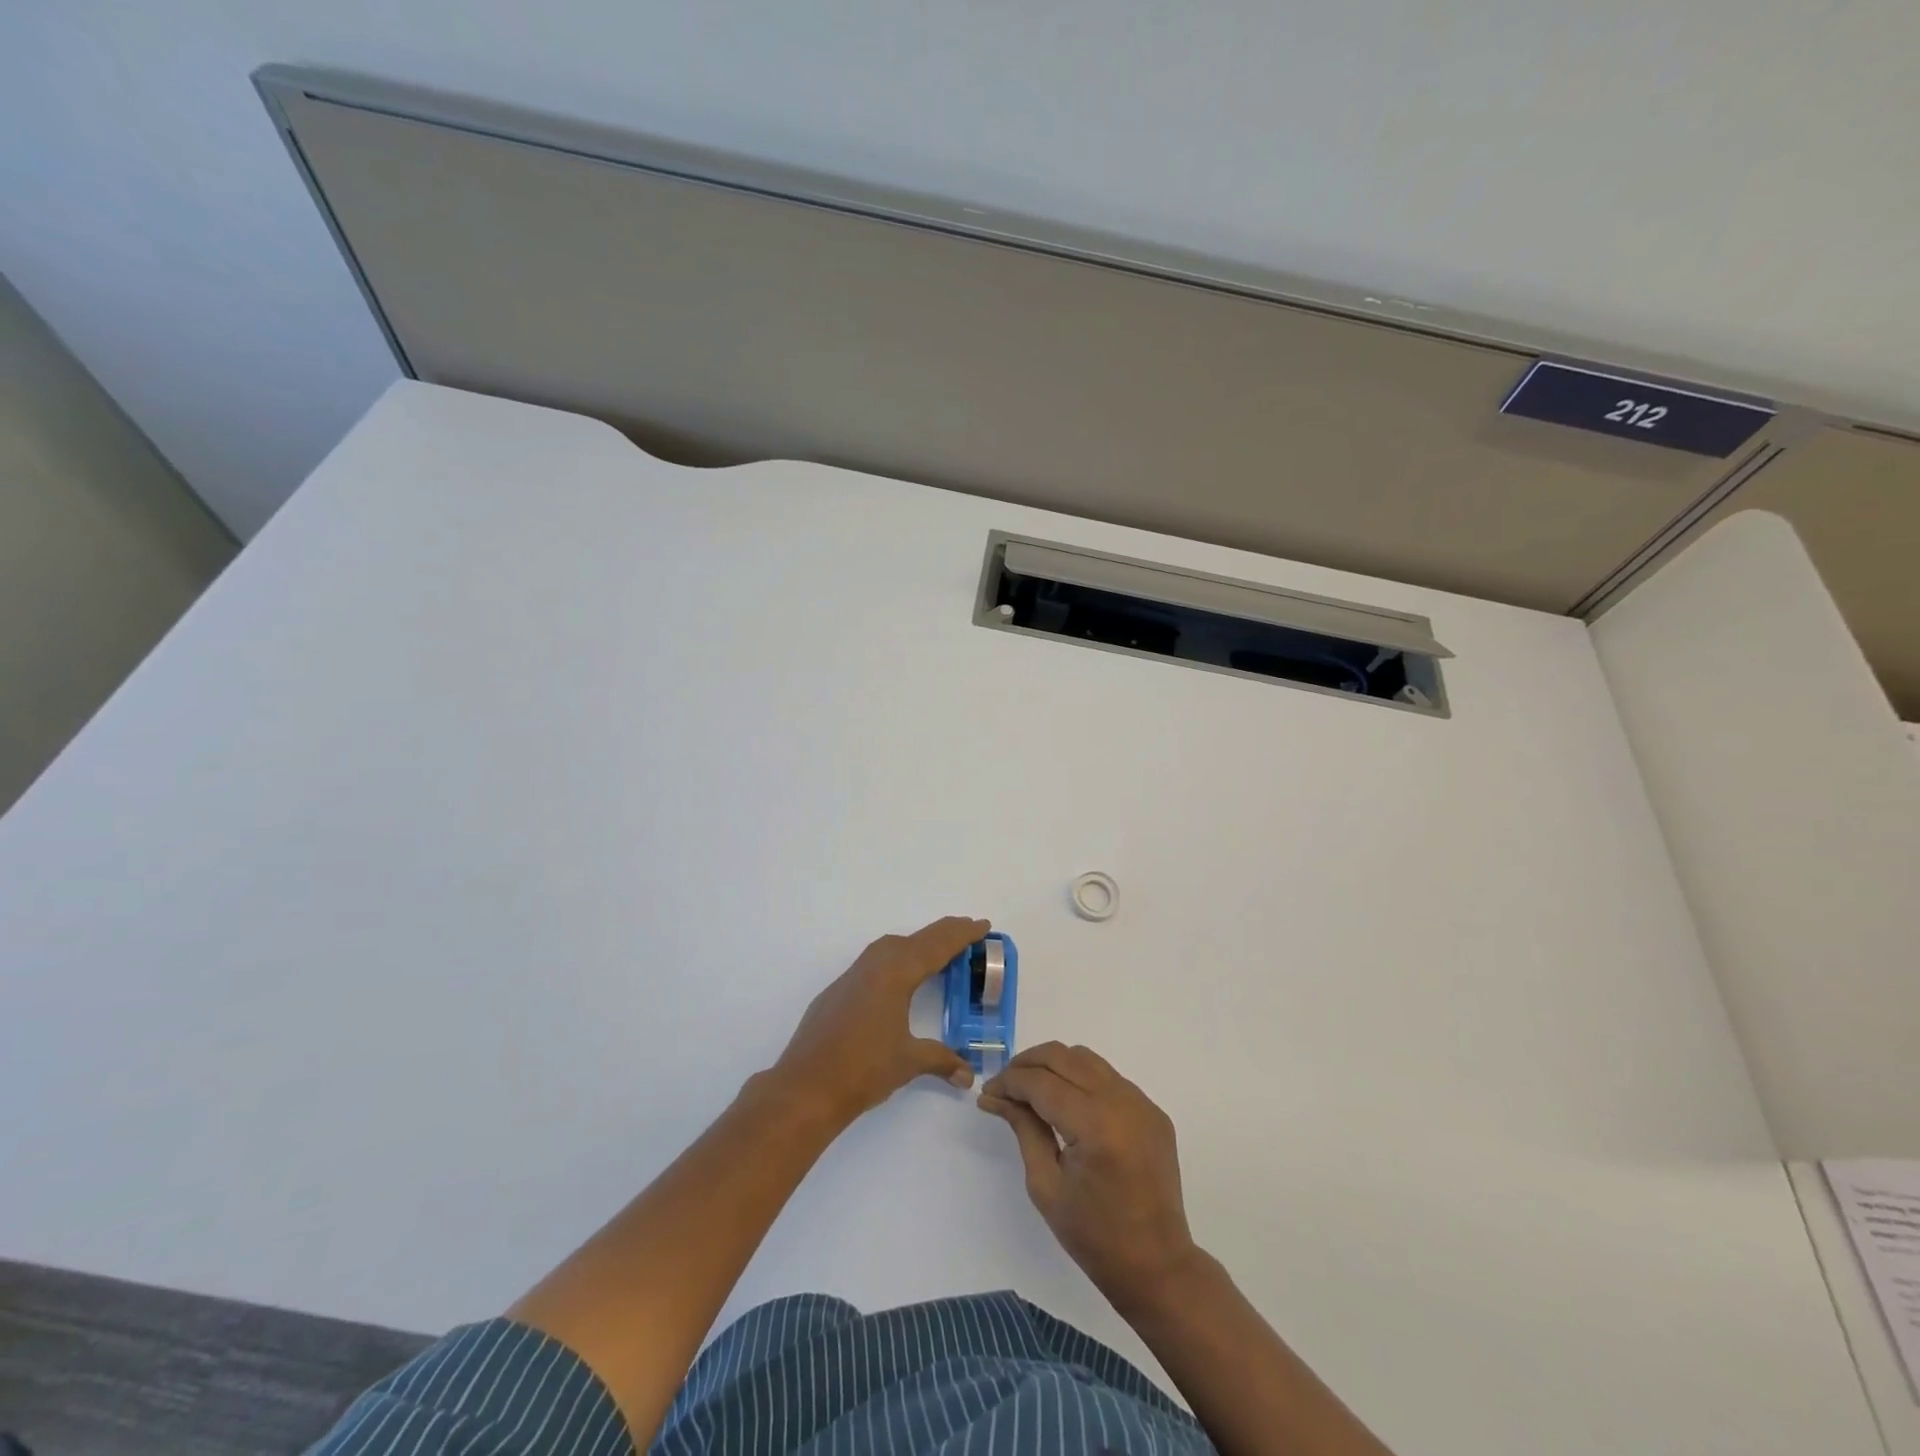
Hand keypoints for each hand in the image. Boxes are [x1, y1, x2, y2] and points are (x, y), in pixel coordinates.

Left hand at [771, 917, 984, 1123]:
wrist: (806, 1086)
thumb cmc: (863, 1069)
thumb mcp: (908, 1061)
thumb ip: (941, 1060)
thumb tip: (967, 1075)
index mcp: (895, 974)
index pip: (936, 947)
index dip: (961, 935)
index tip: (982, 925)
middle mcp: (874, 966)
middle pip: (915, 940)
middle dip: (943, 934)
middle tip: (967, 930)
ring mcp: (851, 977)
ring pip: (890, 947)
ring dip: (916, 943)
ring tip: (937, 950)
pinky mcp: (837, 991)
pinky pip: (873, 961)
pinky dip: (894, 958)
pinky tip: (897, 976)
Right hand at [979, 1042, 1199, 1315]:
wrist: (1157, 1266)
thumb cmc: (1094, 1236)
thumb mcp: (1046, 1185)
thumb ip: (1024, 1129)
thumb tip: (995, 1096)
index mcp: (1095, 1126)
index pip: (1041, 1082)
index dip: (1009, 1082)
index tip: (988, 1092)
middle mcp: (1121, 1102)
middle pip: (1063, 1057)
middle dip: (1028, 1064)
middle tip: (1005, 1085)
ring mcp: (1142, 1103)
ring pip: (1086, 1059)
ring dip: (1054, 1065)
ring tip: (1032, 1089)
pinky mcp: (1152, 1110)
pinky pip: (1109, 1077)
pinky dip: (1081, 1079)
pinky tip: (1067, 1103)